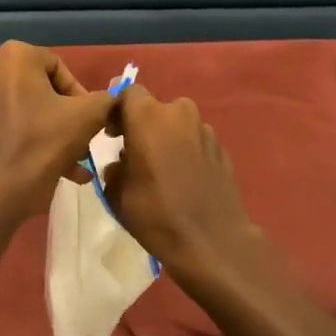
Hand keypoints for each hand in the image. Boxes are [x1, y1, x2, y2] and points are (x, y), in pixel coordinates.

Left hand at [0, 42, 116, 217]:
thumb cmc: (42, 144)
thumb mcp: (87, 118)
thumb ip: (106, 100)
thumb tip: (114, 98)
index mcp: (16, 57)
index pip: (62, 68)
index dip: (81, 95)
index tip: (91, 121)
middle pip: (47, 90)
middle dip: (71, 117)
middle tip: (85, 140)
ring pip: (34, 110)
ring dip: (60, 133)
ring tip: (79, 161)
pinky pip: (19, 126)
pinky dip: (40, 142)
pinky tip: (66, 171)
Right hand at [101, 86, 268, 287]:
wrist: (212, 241)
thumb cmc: (156, 214)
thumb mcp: (117, 193)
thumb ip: (114, 167)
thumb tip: (122, 163)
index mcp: (148, 116)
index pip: (128, 93)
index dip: (118, 112)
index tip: (113, 136)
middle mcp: (179, 112)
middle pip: (155, 110)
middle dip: (144, 127)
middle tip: (136, 156)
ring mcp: (205, 130)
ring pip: (177, 126)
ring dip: (167, 140)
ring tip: (162, 171)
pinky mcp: (222, 148)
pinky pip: (195, 142)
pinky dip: (186, 152)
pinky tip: (184, 180)